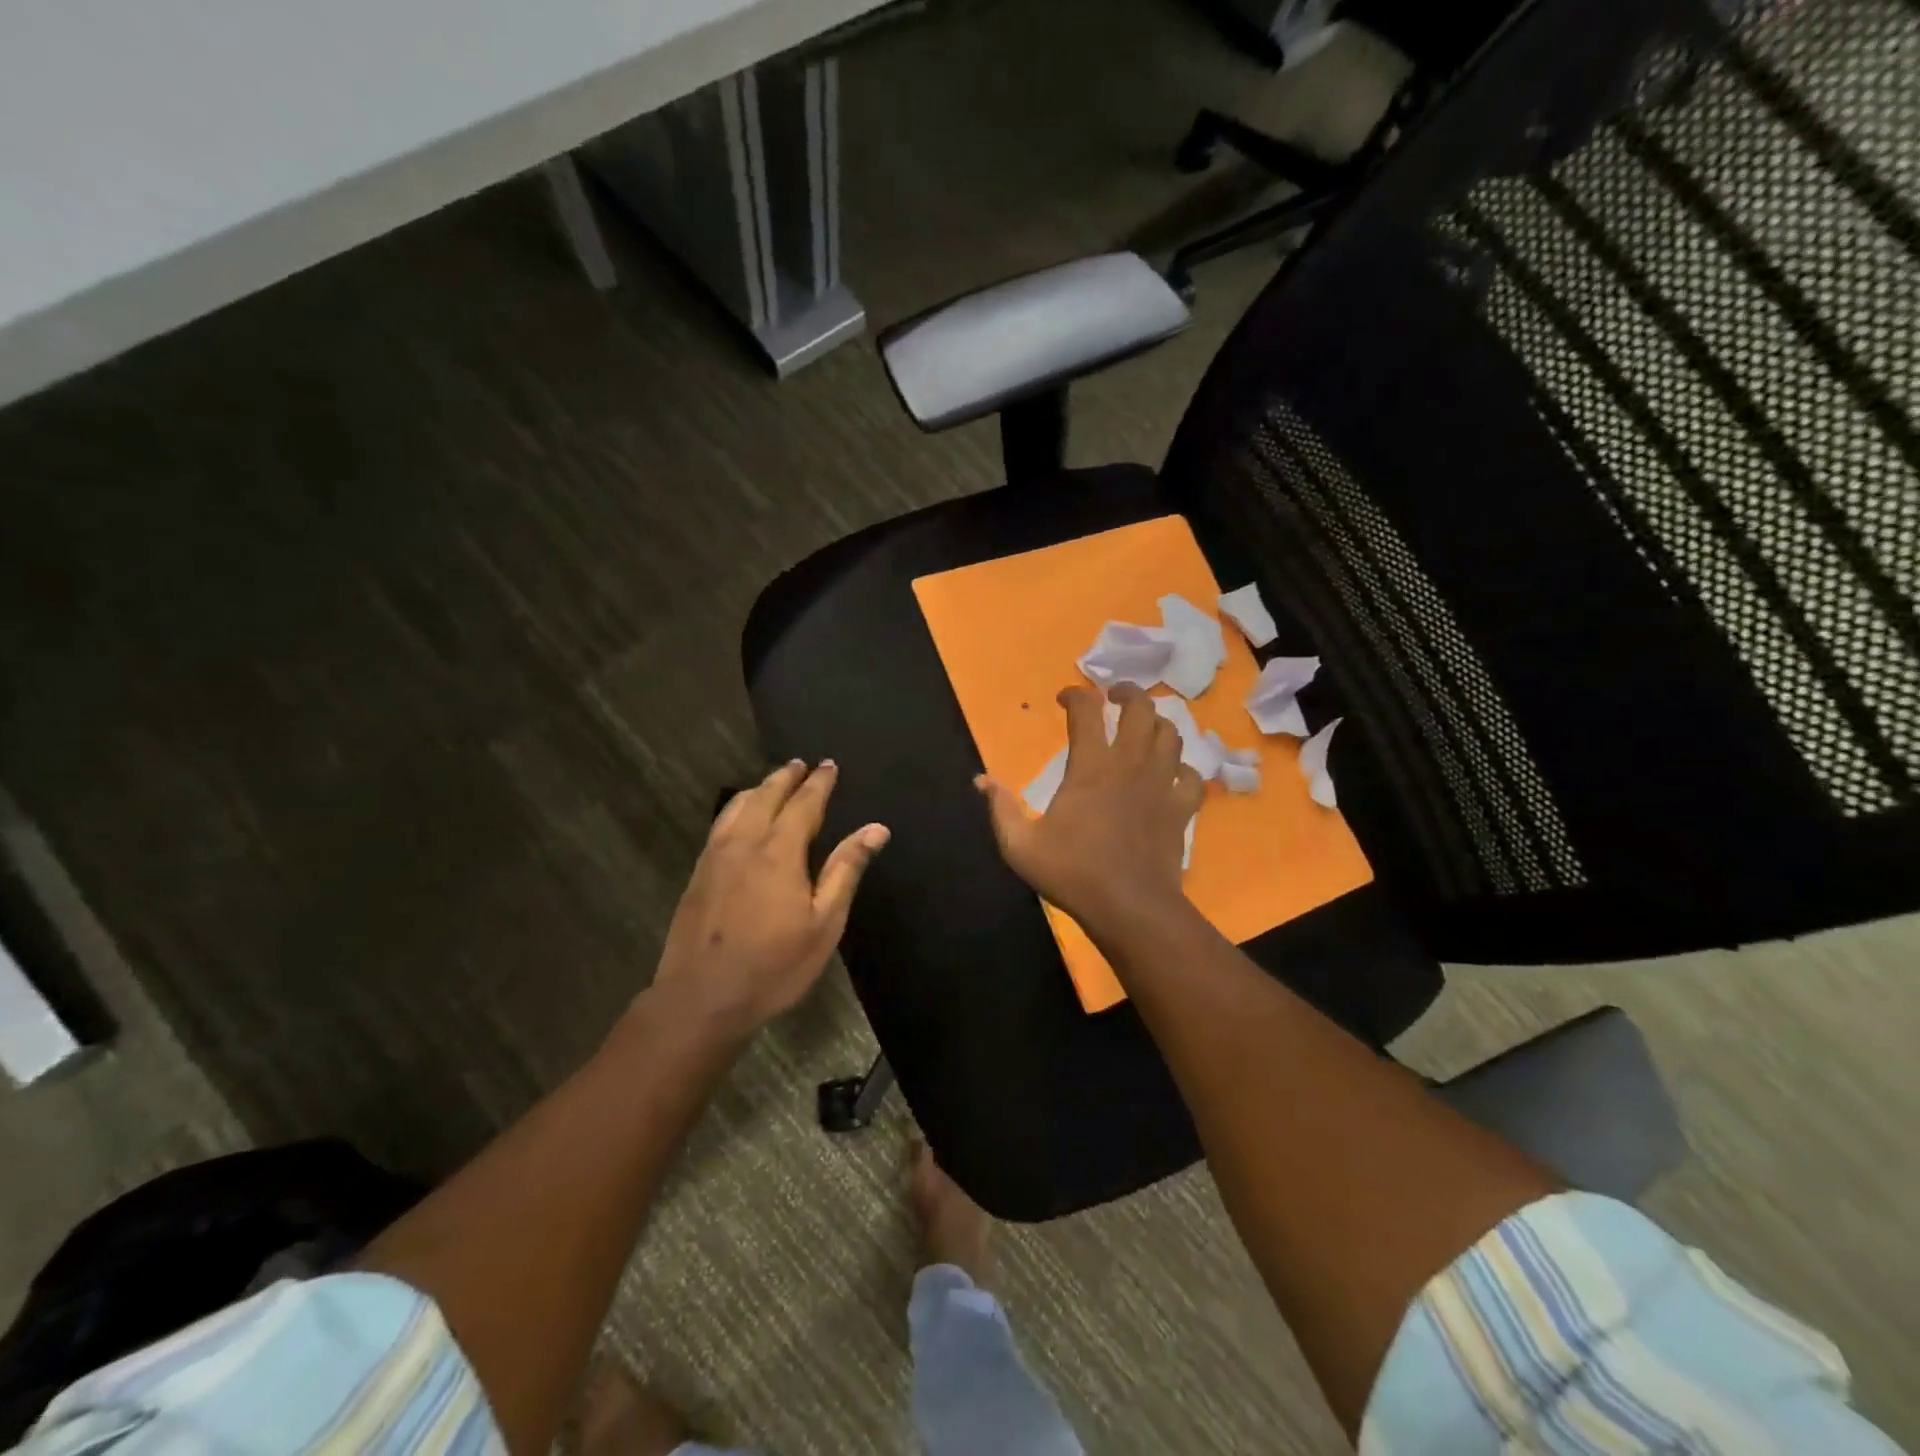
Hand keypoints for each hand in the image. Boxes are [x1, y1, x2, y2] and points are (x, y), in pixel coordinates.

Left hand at [649, 760, 888, 1038]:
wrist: (701, 1000)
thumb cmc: (774, 966)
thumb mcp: (824, 923)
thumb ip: (846, 870)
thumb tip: (876, 829)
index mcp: (779, 852)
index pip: (803, 804)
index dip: (819, 783)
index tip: (829, 765)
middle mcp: (744, 843)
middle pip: (766, 796)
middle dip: (786, 777)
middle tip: (801, 763)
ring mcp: (715, 857)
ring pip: (737, 807)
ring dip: (759, 788)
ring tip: (773, 781)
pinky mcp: (697, 874)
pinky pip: (720, 824)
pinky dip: (736, 808)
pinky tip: (740, 817)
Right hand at [976, 683, 1201, 929]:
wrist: (1130, 908)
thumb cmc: (1073, 873)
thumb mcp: (1020, 846)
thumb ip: (1000, 809)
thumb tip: (981, 780)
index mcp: (1091, 767)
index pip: (1086, 710)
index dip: (1075, 695)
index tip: (1064, 699)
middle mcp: (1130, 765)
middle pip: (1140, 708)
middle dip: (1127, 692)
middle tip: (1113, 696)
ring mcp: (1161, 785)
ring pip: (1171, 735)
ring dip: (1156, 723)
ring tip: (1143, 728)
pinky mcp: (1182, 809)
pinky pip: (1192, 776)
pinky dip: (1183, 769)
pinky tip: (1172, 774)